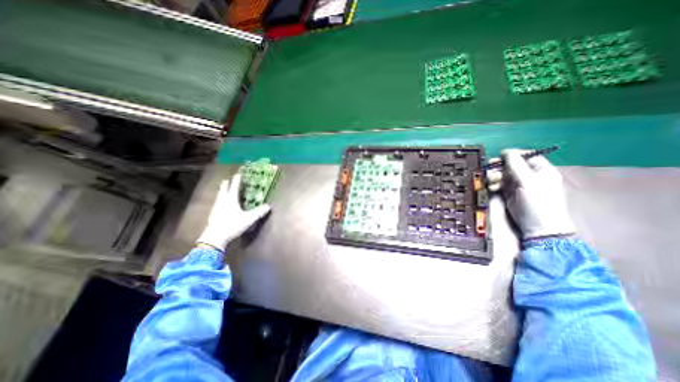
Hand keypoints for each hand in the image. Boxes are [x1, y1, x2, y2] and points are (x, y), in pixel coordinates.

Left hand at [197, 173, 271, 249]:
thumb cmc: (232, 224)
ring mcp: (216, 208)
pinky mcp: (213, 214)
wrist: (215, 237)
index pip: (234, 188)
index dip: (237, 181)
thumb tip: (268, 206)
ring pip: (219, 196)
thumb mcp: (248, 219)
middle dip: (226, 185)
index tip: (238, 174)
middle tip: (226, 180)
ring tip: (222, 189)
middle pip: (224, 190)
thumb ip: (258, 212)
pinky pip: (217, 203)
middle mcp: (223, 202)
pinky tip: (219, 204)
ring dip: (221, 191)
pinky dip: (219, 200)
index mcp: (231, 200)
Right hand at [486, 147, 575, 237]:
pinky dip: (494, 184)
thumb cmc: (537, 202)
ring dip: (495, 176)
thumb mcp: (528, 181)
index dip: (512, 155)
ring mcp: (518, 185)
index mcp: (540, 170)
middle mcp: (529, 176)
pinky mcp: (509, 193)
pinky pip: (499, 184)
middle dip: (499, 167)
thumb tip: (506, 151)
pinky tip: (493, 188)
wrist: (537, 226)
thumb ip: (516, 165)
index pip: (526, 156)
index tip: (499, 158)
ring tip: (491, 182)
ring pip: (502, 174)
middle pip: (511, 165)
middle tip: (491, 170)